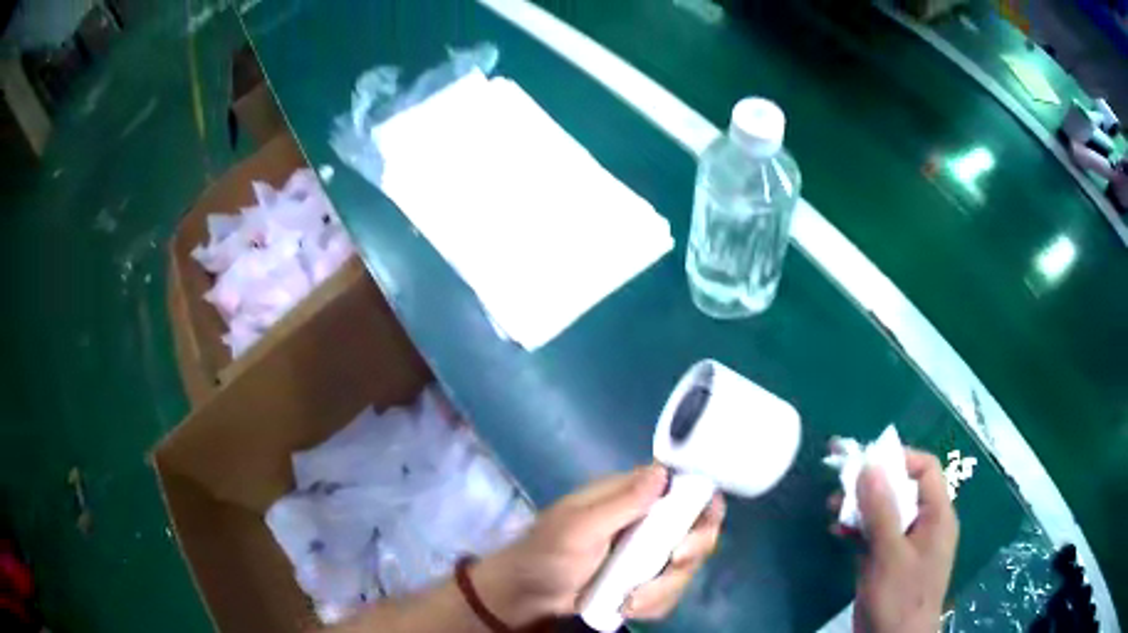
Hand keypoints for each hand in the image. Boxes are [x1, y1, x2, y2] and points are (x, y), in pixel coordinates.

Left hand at [473, 464, 724, 626]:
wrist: (529, 594)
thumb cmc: (548, 551)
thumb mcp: (580, 526)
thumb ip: (621, 502)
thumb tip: (663, 470)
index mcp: (631, 496)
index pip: (682, 487)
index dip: (703, 500)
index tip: (704, 523)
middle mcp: (648, 523)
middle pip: (697, 528)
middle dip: (693, 548)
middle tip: (675, 561)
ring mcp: (649, 555)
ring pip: (686, 566)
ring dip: (666, 588)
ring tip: (632, 601)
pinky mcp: (646, 582)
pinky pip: (670, 592)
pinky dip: (655, 603)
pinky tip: (628, 607)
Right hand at [835, 449, 958, 632]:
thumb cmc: (899, 597)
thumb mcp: (889, 554)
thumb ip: (881, 510)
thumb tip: (869, 465)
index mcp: (937, 515)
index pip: (925, 469)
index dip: (899, 458)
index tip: (866, 461)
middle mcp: (924, 524)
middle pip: (902, 489)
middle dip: (872, 483)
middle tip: (840, 480)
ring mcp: (906, 545)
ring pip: (886, 513)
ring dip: (860, 507)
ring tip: (832, 506)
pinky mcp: (889, 562)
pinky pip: (876, 536)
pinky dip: (857, 530)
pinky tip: (837, 531)